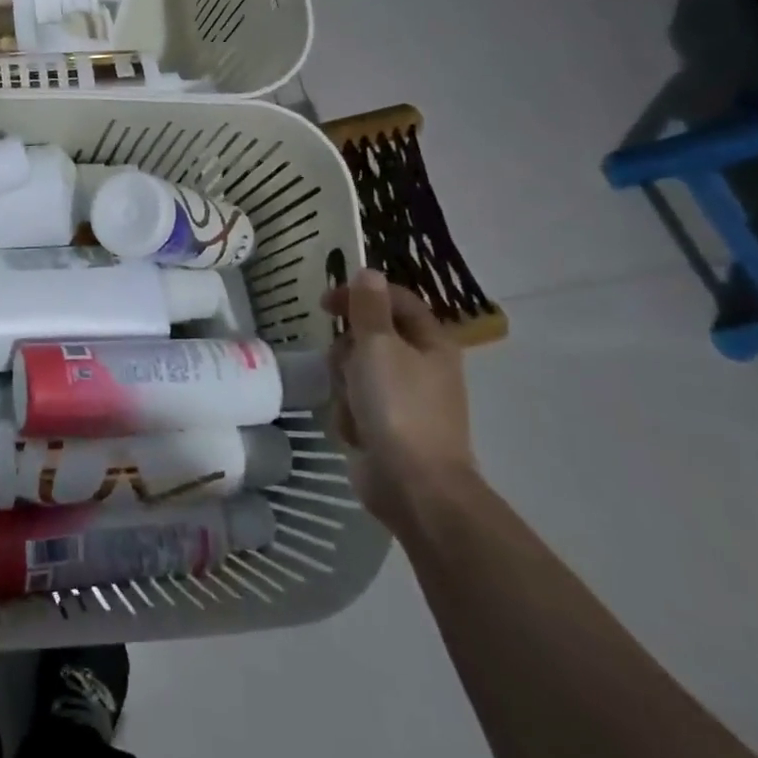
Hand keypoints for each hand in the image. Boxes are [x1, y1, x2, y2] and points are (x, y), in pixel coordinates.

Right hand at [322, 269, 474, 535]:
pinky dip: (350, 415)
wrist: (414, 485)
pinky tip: (355, 432)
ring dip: (345, 386)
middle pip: (369, 337)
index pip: (394, 299)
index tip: (326, 303)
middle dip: (348, 351)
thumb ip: (369, 307)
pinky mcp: (386, 427)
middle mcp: (420, 366)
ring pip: (356, 372)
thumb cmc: (398, 406)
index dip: (361, 294)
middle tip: (345, 365)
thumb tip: (369, 272)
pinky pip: (355, 405)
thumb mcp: (378, 345)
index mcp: (430, 342)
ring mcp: (403, 400)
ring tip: (351, 405)